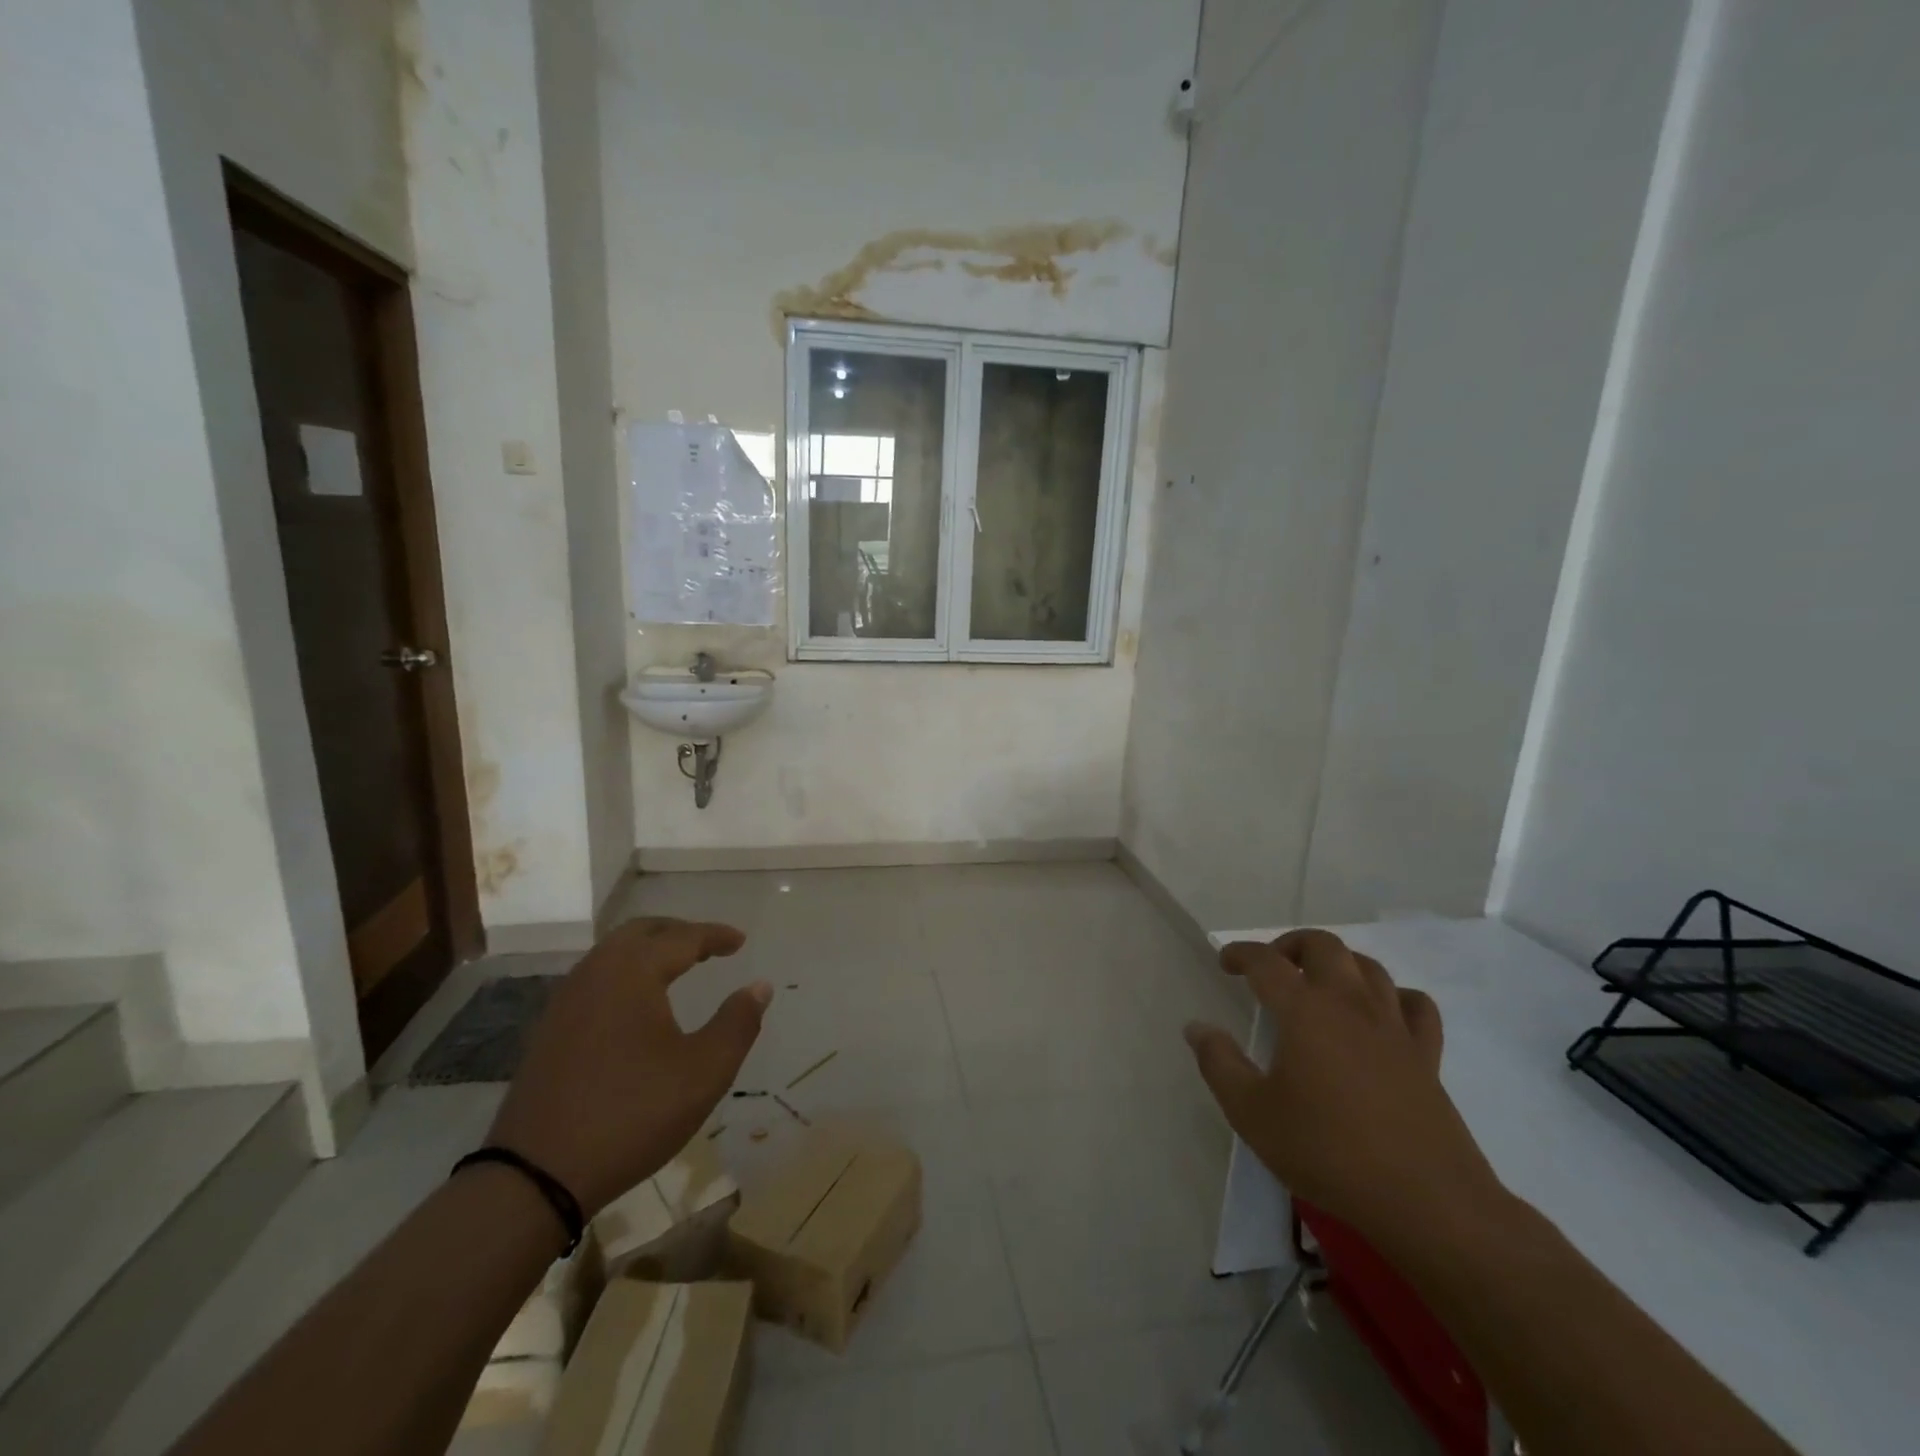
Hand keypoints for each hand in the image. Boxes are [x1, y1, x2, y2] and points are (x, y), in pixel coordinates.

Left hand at [484, 918, 769, 1215]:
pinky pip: (596, 979)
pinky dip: (626, 973)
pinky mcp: (550, 1031)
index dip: (715, 936)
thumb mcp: (704, 1071)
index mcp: (633, 972)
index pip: (682, 937)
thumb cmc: (632, 1114)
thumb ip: (737, 1023)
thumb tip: (759, 986)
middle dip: (678, 932)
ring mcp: (565, 1002)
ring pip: (613, 954)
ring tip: (678, 967)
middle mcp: (595, 974)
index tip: (740, 941)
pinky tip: (637, 1003)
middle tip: (709, 945)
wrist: (535, 1176)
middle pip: (640, 932)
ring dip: (649, 951)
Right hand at [1183, 929, 1503, 1251]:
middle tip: (1272, 966)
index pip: (1266, 962)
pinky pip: (1414, 1005)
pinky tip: (1381, 1013)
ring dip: (1338, 963)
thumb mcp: (1252, 1113)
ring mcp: (1393, 1027)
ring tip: (1319, 983)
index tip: (1226, 962)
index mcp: (1305, 1010)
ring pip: (1369, 967)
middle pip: (1323, 946)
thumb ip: (1219, 1064)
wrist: (1426, 1202)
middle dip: (1291, 945)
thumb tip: (1197, 1028)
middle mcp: (1350, 1003)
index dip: (1241, 953)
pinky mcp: (1426, 1056)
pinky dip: (1394, 996)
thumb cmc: (1327, 1151)